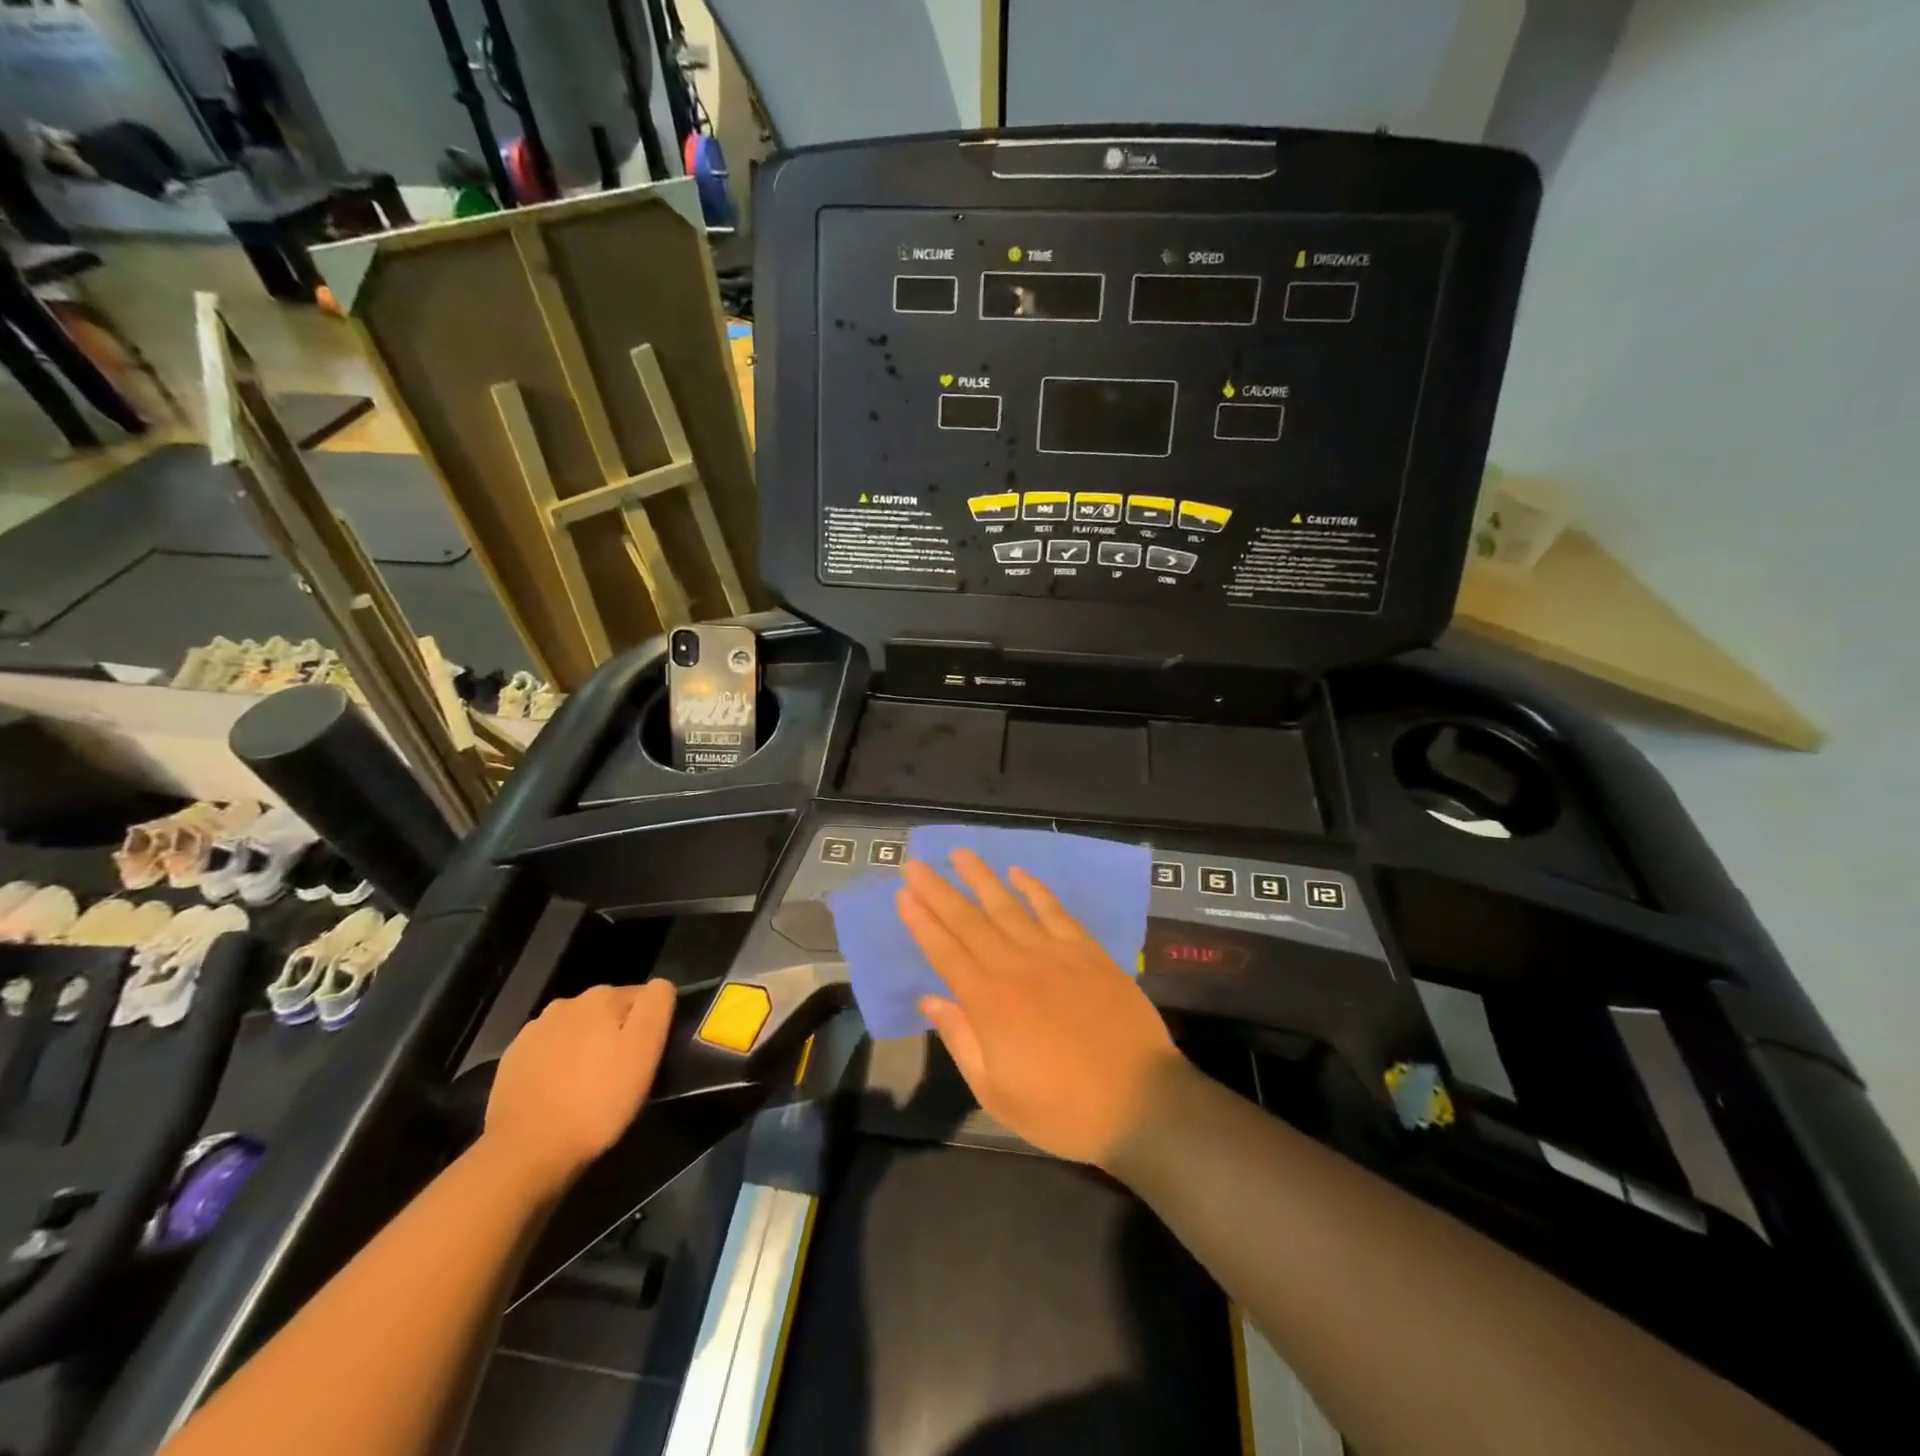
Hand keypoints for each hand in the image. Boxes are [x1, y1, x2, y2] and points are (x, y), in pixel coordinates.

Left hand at [483, 981, 676, 1187]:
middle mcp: (567, 1003)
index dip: (650, 1026)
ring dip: (588, 1047)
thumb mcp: (645, 1050)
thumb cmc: (597, 1100)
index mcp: (602, 997)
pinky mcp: (513, 1059)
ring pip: (578, 1030)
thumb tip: (660, 986)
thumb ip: (657, 1005)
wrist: (525, 1151)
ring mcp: (535, 1030)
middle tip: (621, 1074)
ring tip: (589, 1085)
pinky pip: (549, 1051)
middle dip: (617, 1034)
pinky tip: (560, 1092)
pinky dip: (559, 1063)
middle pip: (608, 1011)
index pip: (644, 997)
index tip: (646, 1057)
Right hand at [897, 851, 1183, 1167]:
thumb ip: (961, 1040)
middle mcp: (1016, 968)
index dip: (922, 922)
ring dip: (981, 878)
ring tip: (959, 854)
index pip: (945, 952)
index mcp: (989, 1003)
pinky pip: (1055, 911)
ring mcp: (1055, 954)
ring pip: (1008, 907)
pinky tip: (1018, 873)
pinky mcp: (1088, 952)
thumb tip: (929, 1000)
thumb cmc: (1062, 1110)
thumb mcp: (997, 1093)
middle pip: (969, 921)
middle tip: (915, 864)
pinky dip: (1035, 889)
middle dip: (938, 891)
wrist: (1140, 1101)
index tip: (903, 894)